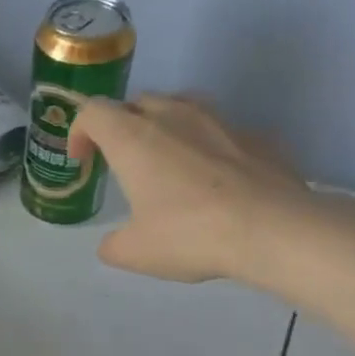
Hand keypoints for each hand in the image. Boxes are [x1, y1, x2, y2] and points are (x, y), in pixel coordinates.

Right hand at [67, 95, 309, 283]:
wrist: (274, 229)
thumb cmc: (190, 234)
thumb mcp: (133, 252)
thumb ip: (113, 243)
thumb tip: (114, 243)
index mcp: (133, 137)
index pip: (93, 112)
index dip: (79, 132)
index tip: (83, 161)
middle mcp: (173, 116)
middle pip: (136, 103)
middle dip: (121, 127)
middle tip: (122, 163)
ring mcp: (219, 120)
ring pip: (180, 107)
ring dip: (164, 128)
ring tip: (167, 164)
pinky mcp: (255, 135)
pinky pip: (219, 131)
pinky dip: (205, 147)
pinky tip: (213, 182)